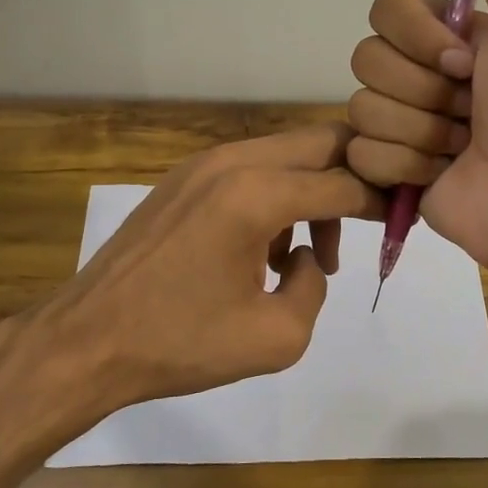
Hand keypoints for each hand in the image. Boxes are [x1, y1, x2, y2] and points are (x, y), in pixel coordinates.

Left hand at [28, 123, 383, 414]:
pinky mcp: (182, 180)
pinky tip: (264, 253)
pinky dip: (275, 197)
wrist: (87, 341)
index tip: (400, 221)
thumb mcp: (276, 337)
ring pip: (284, 155)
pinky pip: (250, 171)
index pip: (344, 181)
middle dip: (352, 178)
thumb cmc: (181, 343)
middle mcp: (232, 162)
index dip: (381, 200)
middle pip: (319, 143)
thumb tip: (309, 257)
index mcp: (257, 194)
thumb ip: (315, 286)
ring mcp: (202, 165)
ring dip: (311, 193)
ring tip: (309, 257)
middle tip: (366, 223)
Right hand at [347, 0, 487, 282]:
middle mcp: (419, 74)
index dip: (419, 37)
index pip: (385, 11)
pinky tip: (439, 172)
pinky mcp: (389, 171)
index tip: (466, 61)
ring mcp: (402, 124)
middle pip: (366, 59)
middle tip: (470, 107)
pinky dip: (404, 164)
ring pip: (362, 107)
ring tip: (461, 144)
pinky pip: (361, 152)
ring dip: (420, 129)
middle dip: (423, 88)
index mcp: (446, 35)